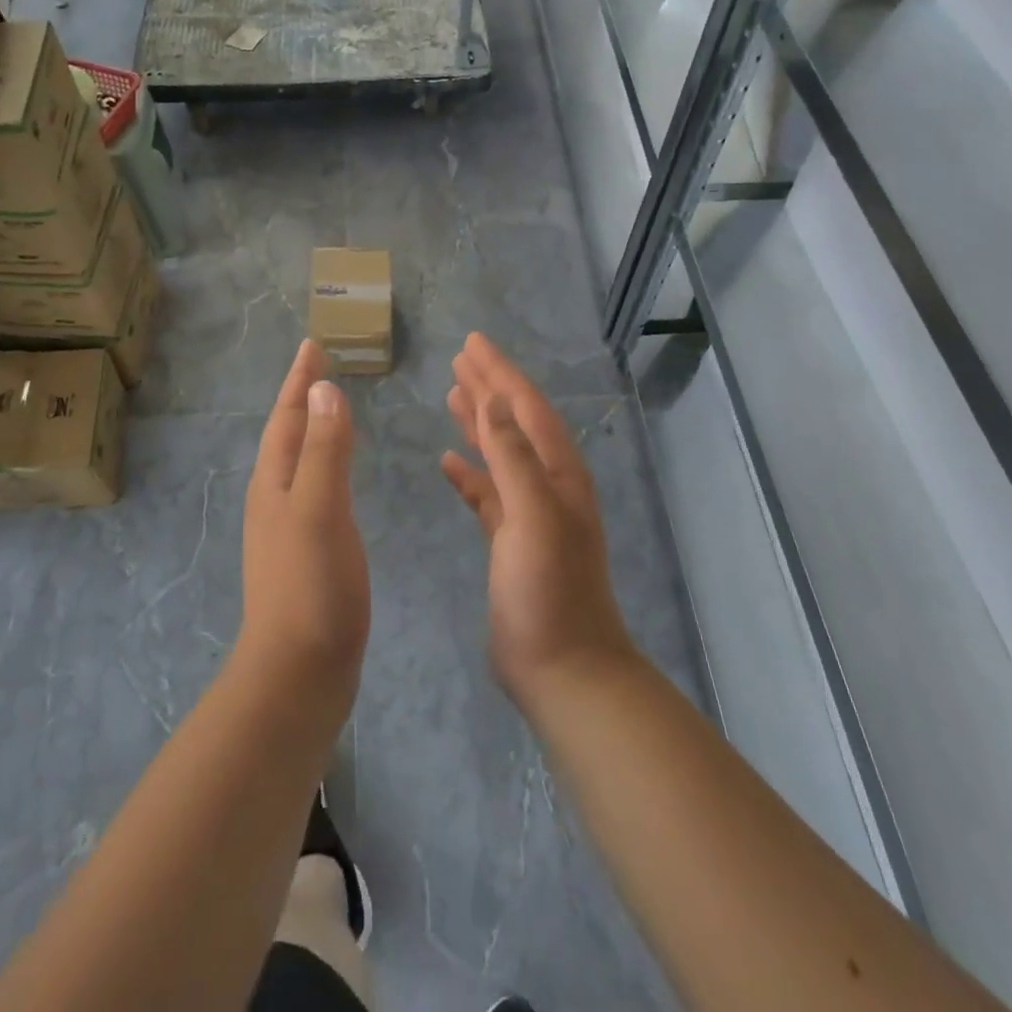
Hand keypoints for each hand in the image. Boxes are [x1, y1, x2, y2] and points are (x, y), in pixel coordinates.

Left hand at [239, 341, 370, 694]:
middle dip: (302, 398)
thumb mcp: (318, 510)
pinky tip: (336, 476)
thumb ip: (324, 450)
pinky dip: (325, 464)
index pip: (287, 417)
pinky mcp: (305, 552)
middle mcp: (275, 498)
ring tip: (328, 410)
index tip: (312, 346)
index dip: (300, 381)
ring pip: (298, 461)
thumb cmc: (310, 586)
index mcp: (275, 483)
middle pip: (287, 435)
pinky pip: (314, 488)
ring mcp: (287, 527)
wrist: (299, 671)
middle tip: (321, 368)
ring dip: (311, 429)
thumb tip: (324, 389)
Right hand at [441, 333, 635, 706]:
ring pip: (500, 453)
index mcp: (558, 473)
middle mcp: (547, 485)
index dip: (500, 373)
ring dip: (478, 422)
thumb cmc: (549, 590)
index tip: (473, 342)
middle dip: (489, 387)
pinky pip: (487, 492)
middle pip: (514, 422)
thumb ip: (513, 457)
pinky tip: (448, 461)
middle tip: (460, 358)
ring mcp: (529, 514)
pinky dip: (469, 472)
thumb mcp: (534, 516)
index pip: (526, 407)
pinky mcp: (510, 541)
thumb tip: (494, 401)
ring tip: (452, 394)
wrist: (563, 669)